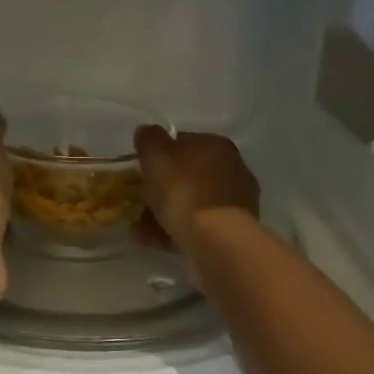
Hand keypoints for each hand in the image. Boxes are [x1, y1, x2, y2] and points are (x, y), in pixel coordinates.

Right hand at [131, 126, 259, 283]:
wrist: (215, 239)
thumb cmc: (184, 189)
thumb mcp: (156, 154)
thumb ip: (149, 139)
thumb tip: (148, 132)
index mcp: (217, 145)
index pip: (184, 142)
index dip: (160, 154)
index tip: (141, 169)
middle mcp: (232, 169)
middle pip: (188, 175)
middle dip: (163, 187)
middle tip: (138, 199)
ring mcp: (235, 203)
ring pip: (191, 203)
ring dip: (164, 212)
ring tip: (139, 226)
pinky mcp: (231, 232)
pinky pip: (196, 227)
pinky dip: (174, 231)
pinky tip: (152, 240)